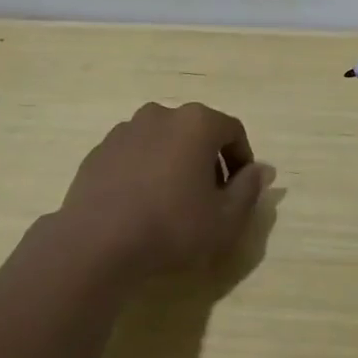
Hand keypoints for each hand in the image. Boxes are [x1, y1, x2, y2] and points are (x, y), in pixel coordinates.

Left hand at [53, 102, 274, 282]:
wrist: (96, 243)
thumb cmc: (172, 227)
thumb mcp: (226, 219)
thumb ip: (249, 189)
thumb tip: (261, 170)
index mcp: (197, 123)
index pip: (233, 131)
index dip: (242, 160)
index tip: (240, 190)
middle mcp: (161, 114)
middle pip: (196, 132)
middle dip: (208, 160)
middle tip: (209, 198)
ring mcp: (125, 130)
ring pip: (163, 141)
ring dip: (175, 163)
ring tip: (172, 202)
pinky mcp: (99, 150)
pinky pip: (134, 154)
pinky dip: (145, 170)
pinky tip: (141, 204)